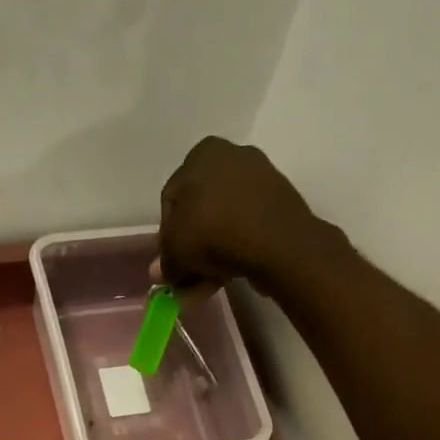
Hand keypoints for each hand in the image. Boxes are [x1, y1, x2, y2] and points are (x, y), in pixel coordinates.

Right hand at [154, 136, 324, 288]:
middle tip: (188, 278)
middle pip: (199, 212)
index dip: (166, 237)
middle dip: (191, 249)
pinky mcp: (279, 202)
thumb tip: (161, 273)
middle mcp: (232, 155)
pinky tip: (228, 275)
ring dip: (211, 255)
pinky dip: (235, 249)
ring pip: (223, 222)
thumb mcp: (176, 251)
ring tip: (207, 285)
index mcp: (202, 153)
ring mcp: (259, 177)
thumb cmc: (214, 233)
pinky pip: (246, 227)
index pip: (171, 200)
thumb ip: (165, 263)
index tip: (171, 264)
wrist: (278, 243)